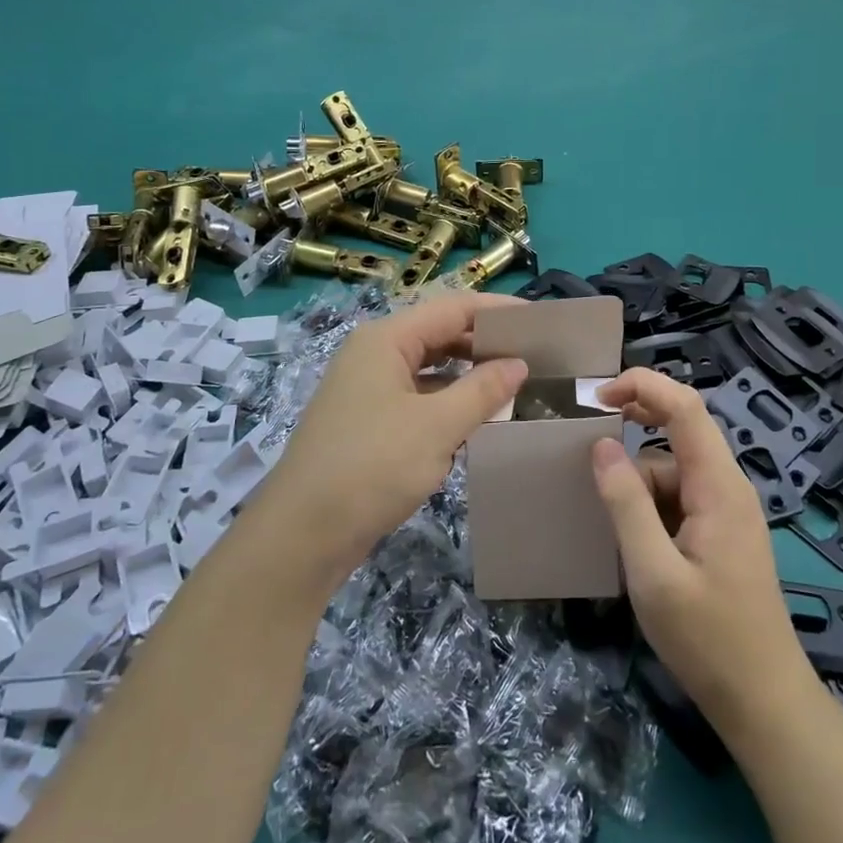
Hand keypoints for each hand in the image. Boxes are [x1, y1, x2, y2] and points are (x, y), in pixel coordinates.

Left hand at [251, 293, 526, 585]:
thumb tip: (519, 364)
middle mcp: (375, 354)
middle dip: (484, 344)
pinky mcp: (368, 421)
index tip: (540, 322)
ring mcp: (368, 388)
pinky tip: (477, 422)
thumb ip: (482, 390)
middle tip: (534, 357)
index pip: (453, 308)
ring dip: (468, 377)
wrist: (303, 534)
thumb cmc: (372, 467)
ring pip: (429, 369)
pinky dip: (448, 404)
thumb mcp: (437, 426)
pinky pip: (418, 398)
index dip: (497, 311)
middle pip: (439, 334)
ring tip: (515, 387)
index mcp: (387, 339)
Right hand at [590, 368, 807, 732]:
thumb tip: (602, 446)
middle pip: (679, 432)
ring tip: (612, 527)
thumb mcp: (653, 573)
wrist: (764, 703)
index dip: (643, 386)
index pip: (686, 407)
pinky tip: (632, 543)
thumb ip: (626, 504)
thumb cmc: (708, 639)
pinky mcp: (720, 534)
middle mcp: (727, 487)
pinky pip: (678, 498)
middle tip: (590, 449)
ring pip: (673, 470)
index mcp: (719, 486)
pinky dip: (649, 506)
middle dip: (635, 428)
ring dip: (638, 483)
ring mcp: (726, 511)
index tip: (597, 397)